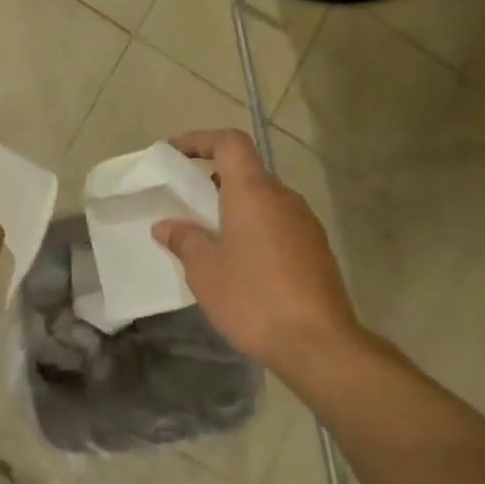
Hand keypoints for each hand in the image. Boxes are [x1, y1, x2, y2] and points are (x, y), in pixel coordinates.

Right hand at [153, 129, 366, 374]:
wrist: (318, 343)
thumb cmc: (253, 299)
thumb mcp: (205, 272)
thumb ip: (185, 240)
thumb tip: (167, 225)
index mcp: (254, 193)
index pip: (230, 143)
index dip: (200, 140)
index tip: (174, 154)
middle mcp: (284, 199)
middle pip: (247, 172)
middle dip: (213, 181)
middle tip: (185, 204)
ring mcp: (305, 224)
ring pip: (263, 201)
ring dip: (234, 209)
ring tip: (208, 238)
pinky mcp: (316, 250)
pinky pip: (278, 225)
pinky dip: (254, 230)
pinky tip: (239, 264)